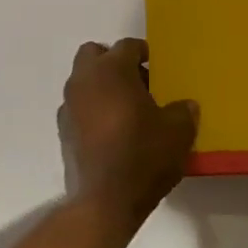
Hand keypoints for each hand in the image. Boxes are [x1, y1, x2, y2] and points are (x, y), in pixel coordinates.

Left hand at [60, 39, 198, 225]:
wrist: (105, 201)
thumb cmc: (144, 156)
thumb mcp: (178, 132)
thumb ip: (183, 111)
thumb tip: (185, 106)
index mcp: (111, 70)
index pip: (127, 46)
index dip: (144, 52)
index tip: (157, 65)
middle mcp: (84, 80)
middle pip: (94, 55)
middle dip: (113, 62)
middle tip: (138, 82)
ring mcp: (68, 106)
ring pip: (83, 81)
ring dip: (101, 87)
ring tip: (126, 110)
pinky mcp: (63, 131)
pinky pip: (78, 107)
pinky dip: (92, 110)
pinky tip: (111, 132)